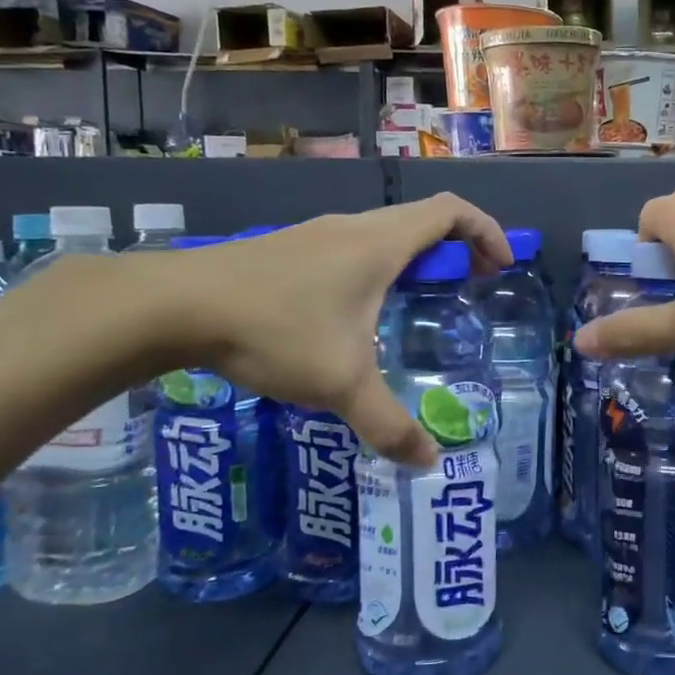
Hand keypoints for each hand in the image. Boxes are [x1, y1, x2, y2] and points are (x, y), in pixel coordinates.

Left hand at [155, 195, 511, 466]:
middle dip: (454, 250)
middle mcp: (352, 229)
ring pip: (382, 236)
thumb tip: (429, 463)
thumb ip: (389, 424)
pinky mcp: (286, 251)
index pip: (451, 211)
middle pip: (421, 220)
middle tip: (465, 290)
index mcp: (380, 243)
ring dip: (412, 261)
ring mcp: (315, 237)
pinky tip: (353, 319)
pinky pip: (350, 250)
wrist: (174, 307)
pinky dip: (375, 271)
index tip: (500, 267)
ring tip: (413, 307)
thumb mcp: (341, 384)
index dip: (486, 231)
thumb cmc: (275, 329)